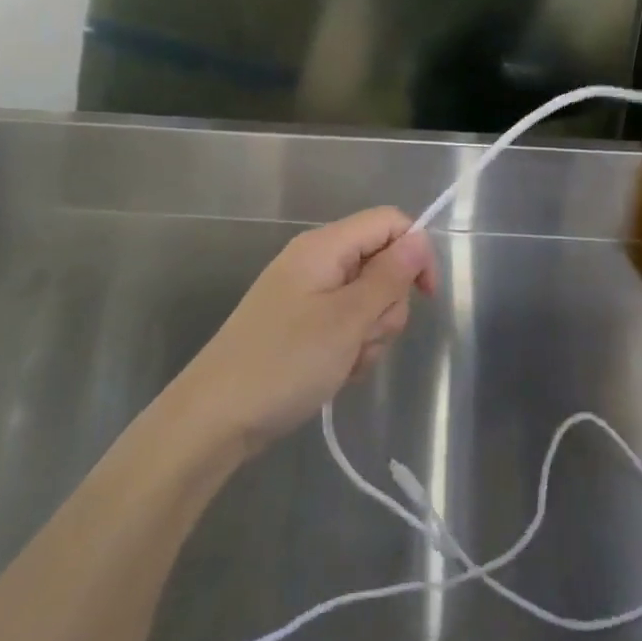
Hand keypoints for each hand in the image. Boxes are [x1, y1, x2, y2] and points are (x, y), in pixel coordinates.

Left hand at [176, 208, 437, 456]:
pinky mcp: (303, 324)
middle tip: (363, 337)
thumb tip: (419, 239)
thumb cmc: (285, 362)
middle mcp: (317, 260)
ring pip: (368, 299)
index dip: (415, 252)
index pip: (389, 222)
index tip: (425, 298)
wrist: (215, 418)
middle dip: (387, 304)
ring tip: (345, 361)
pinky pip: (346, 323)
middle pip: (381, 262)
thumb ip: (389, 276)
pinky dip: (351, 347)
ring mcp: (308, 293)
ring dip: (369, 333)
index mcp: (325, 246)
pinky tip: (335, 372)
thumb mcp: (347, 320)